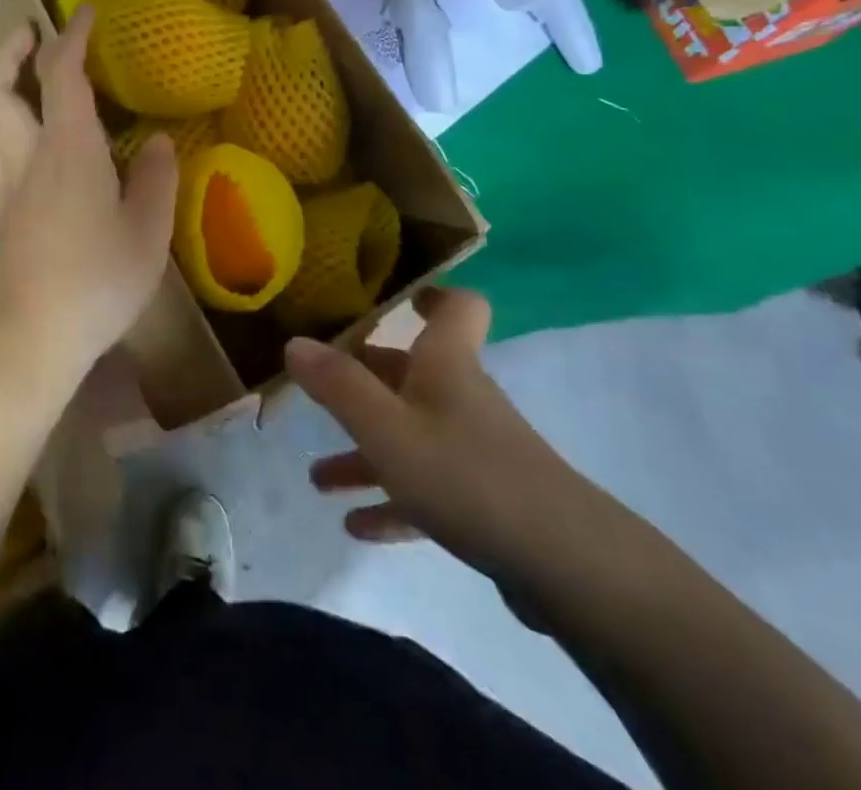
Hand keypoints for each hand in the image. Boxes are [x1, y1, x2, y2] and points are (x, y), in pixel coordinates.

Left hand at [0, 7, 179, 377]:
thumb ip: (155, 180)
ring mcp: (0, 183)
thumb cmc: (97, 280)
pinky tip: (1, 131)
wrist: (31, 335)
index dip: (71, 37)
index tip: (84, 12)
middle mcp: (24, 155)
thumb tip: (155, 141)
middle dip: (9, 50)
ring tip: (6, 71)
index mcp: (67, 149)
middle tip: (28, 33)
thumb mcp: (147, 232)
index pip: (62, 75)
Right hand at [287, 287, 597, 582]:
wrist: (566, 567)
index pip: (456, 306)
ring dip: (365, 454)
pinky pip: (426, 490)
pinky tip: (356, 526)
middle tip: (317, 391)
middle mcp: (460, 397)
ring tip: (317, 478)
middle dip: (362, 383)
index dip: (431, 293)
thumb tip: (294, 342)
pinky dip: (391, 502)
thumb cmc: (465, 475)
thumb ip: (338, 385)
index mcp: (445, 364)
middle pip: (409, 374)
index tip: (398, 296)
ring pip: (410, 437)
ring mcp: (475, 451)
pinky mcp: (483, 502)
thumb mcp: (386, 428)